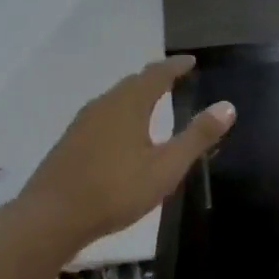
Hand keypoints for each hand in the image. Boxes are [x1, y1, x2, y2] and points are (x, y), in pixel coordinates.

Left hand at [10, 55, 234, 258]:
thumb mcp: (166, 167)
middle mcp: (102, 106)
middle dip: (155, 79)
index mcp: (128, 105)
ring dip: (135, 96)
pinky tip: (122, 134)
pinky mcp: (70, 143)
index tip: (191, 61)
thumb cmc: (116, 190)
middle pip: (132, 84)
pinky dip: (120, 114)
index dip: (175, 66)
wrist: (51, 217)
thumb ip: (197, 137)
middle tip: (174, 79)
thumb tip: (227, 106)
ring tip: (152, 103)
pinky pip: (102, 116)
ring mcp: (82, 124)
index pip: (156, 75)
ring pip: (114, 100)